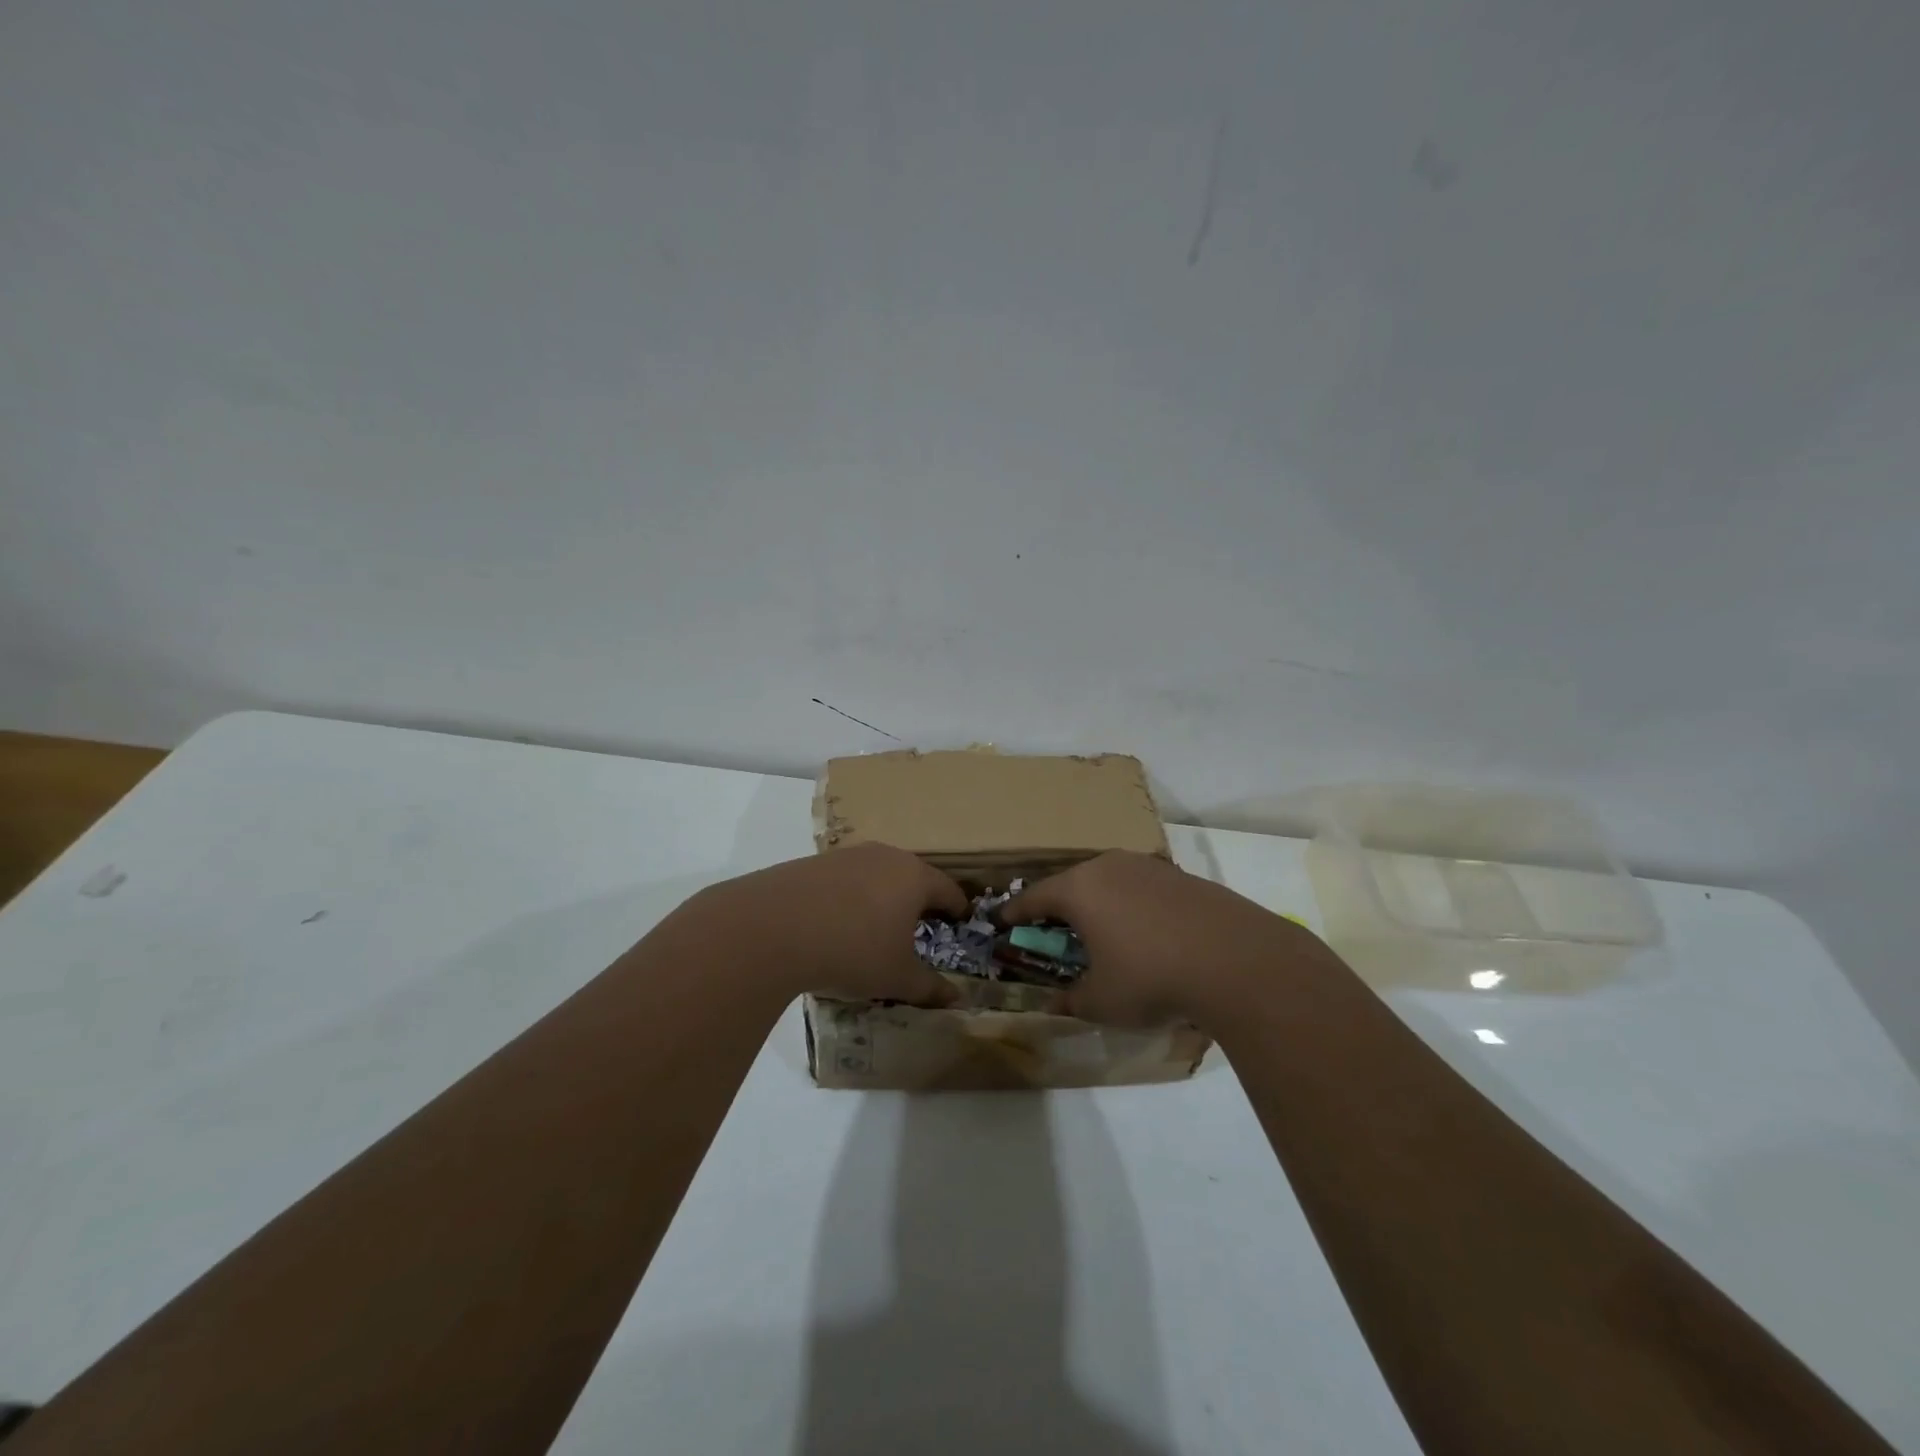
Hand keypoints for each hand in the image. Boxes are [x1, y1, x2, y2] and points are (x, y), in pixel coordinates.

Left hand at [673, 843, 968, 1006]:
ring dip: (883, 897)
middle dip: (920, 901)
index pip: (949, 890)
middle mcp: (885, 856)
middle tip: (921, 927)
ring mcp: (847, 856)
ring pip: (877, 875)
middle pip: (913, 876)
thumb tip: (957, 999)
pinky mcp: (814, 863)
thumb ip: (930, 988)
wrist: (771, 928)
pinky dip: (850, 898)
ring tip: (877, 926)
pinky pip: (845, 880)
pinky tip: (837, 923)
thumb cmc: (852, 950)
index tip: (960, 923)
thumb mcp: (896, 977)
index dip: (957, 909)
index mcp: (914, 877)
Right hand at [1000, 851, 1333, 1027]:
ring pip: (1109, 881)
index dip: (1014, 912)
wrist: (1238, 961)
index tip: (1001, 921)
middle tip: (1050, 929)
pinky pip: (1141, 888)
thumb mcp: (1102, 1001)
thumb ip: (1071, 1000)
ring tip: (1099, 930)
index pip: (1034, 897)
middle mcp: (1109, 867)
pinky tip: (1145, 932)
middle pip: (1071, 883)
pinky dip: (1131, 906)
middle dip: (1057, 906)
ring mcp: (1149, 868)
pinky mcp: (1182, 877)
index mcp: (1080, 889)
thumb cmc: (1152, 978)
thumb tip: (1056, 1003)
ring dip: (1098, 904)